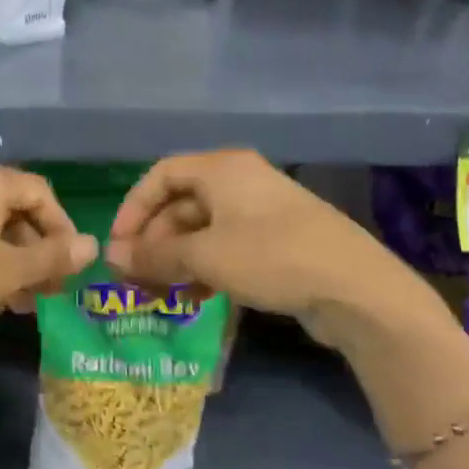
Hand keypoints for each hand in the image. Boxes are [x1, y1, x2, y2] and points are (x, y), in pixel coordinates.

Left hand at [0, 161, 97, 337]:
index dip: (63, 232)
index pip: (42, 194)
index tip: (67, 270)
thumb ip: (52, 258)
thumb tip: (93, 244)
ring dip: (7, 260)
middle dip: (34, 252)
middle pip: (12, 208)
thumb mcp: (6, 272)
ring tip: (14, 303)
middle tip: (43, 293)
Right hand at [105, 150, 436, 337]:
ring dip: (174, 260)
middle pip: (179, 205)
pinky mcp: (276, 243)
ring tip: (158, 294)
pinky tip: (194, 299)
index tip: (118, 246)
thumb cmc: (271, 258)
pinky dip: (203, 269)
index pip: (160, 175)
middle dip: (152, 242)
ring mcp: (260, 213)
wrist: (355, 289)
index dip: (132, 209)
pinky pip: (225, 249)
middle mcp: (240, 182)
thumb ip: (154, 256)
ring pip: (201, 231)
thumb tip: (112, 259)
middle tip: (134, 279)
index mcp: (222, 169)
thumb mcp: (204, 257)